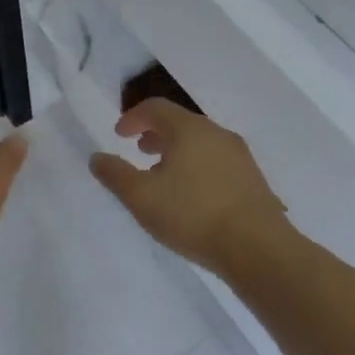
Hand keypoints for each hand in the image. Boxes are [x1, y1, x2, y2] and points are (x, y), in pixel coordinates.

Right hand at [90, 100, 287, 275]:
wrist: (257, 246)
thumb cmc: (192, 215)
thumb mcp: (141, 197)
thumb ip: (115, 175)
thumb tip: (97, 157)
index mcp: (189, 129)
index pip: (156, 107)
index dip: (133, 117)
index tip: (118, 134)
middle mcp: (217, 133)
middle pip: (181, 123)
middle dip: (156, 133)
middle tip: (139, 151)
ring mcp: (239, 156)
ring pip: (201, 143)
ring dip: (177, 151)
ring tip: (163, 175)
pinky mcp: (252, 179)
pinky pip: (216, 162)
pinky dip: (196, 166)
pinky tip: (192, 195)